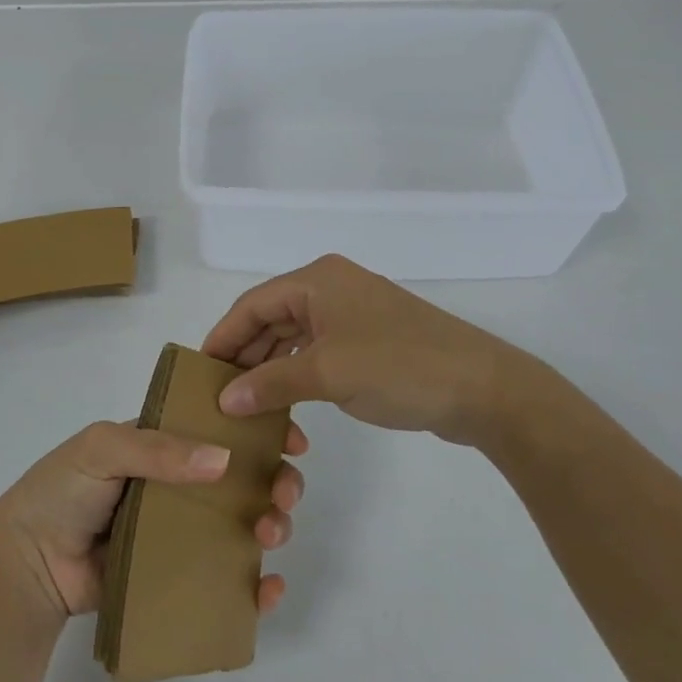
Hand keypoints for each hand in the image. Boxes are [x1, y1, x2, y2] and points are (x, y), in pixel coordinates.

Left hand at [0, 419, 308, 622]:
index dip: (260, 431)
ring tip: (272, 534)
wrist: (29, 562)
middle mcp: (181, 485)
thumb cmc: (62, 491)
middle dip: (276, 482)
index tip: (291, 439)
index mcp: (165, 446)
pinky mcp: (179, 577)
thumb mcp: (102, 448)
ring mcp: (183, 532)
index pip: (221, 430)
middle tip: (284, 494)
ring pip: (244, 526)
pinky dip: (256, 587)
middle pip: (244, 480)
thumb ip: (157, 449)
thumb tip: (223, 460)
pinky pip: (227, 580)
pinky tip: (268, 589)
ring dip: (273, 526)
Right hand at [203, 254, 541, 445]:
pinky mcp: (369, 339)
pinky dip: (297, 372)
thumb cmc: (399, 367)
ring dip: (269, 366)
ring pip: (293, 336)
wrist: (482, 388)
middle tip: (217, 392)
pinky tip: (283, 398)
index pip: (252, 304)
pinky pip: (317, 350)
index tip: (198, 372)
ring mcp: (352, 313)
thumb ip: (271, 384)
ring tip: (243, 402)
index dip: (223, 337)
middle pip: (271, 318)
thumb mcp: (328, 374)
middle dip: (245, 354)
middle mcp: (331, 287)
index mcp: (317, 280)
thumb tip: (225, 401)